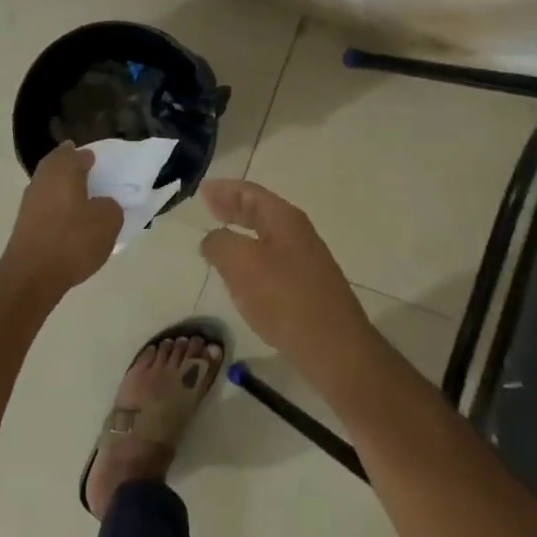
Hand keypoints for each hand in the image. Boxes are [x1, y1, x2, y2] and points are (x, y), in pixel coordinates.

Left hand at [0, 145, 121, 295]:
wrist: (32, 276)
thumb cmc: (73, 240)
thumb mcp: (108, 220)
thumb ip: (110, 205)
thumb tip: (101, 204)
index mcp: (62, 169)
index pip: (76, 153)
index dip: (89, 157)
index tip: (101, 164)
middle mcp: (42, 179)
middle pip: (58, 167)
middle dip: (74, 171)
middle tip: (94, 180)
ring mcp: (29, 203)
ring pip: (51, 188)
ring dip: (66, 192)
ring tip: (86, 204)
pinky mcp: (25, 225)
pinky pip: (46, 208)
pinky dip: (59, 210)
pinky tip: (72, 224)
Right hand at [199, 179, 378, 371]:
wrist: (333, 346)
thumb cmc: (285, 298)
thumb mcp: (242, 264)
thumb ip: (220, 244)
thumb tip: (213, 239)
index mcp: (284, 219)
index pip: (251, 193)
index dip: (225, 189)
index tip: (203, 190)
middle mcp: (298, 234)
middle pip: (261, 211)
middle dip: (234, 207)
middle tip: (209, 206)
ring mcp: (305, 261)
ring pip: (267, 236)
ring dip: (243, 232)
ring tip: (220, 236)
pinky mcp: (306, 287)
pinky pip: (272, 260)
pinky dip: (252, 256)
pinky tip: (242, 273)